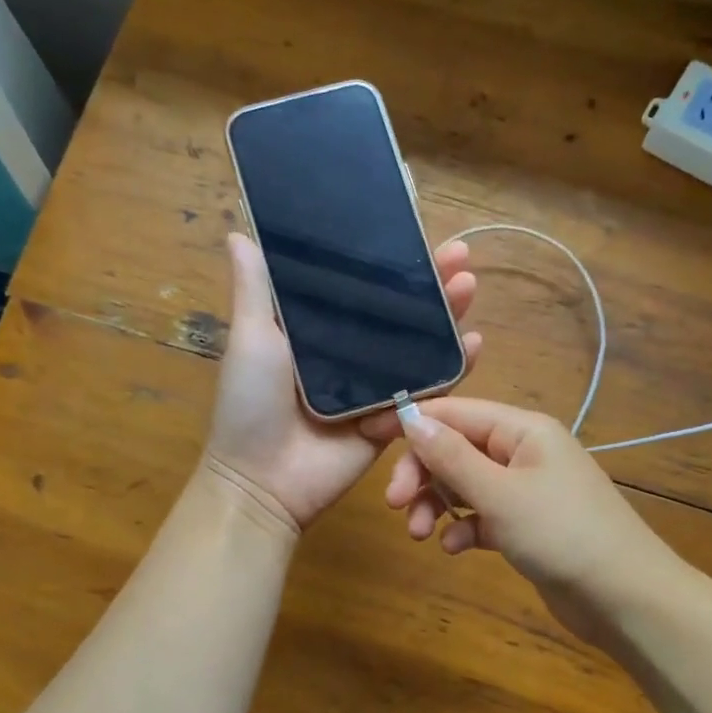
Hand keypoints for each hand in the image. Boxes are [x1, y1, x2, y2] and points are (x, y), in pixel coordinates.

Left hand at [202, 233, 480, 533]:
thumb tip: (238, 232)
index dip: (392, 263)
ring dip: (448, 317)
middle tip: (460, 256)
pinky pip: (428, 392)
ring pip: (420, 346)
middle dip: (432, 284)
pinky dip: (453, 369)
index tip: (418, 234)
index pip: (363, 288)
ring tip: (468, 288)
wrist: (262, 480)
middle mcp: (351, 354)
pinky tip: (473, 344)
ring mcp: (375, 387)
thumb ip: (254, 289)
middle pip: (400, 314)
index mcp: (319, 330)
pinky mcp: (393, 420)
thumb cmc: (250, 404)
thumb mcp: (251, 338)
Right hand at [359, 397, 678, 648]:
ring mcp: (525, 490)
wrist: (624, 597)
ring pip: (465, 485)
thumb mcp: (499, 493)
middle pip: (456, 449)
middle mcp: (523, 452)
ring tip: (419, 533)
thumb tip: (410, 416)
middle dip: (423, 474)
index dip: (413, 423)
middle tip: (395, 505)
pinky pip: (482, 515)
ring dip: (438, 504)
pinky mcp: (525, 525)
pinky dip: (464, 527)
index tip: (370, 441)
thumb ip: (451, 456)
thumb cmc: (561, 533)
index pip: (456, 412)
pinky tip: (455, 548)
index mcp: (522, 429)